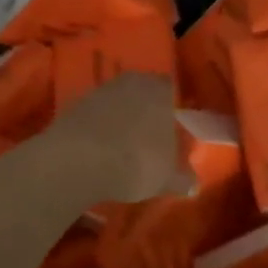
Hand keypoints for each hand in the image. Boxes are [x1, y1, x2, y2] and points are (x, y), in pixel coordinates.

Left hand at [41, 72, 187, 203]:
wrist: (78, 161)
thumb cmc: (135, 162)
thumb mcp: (166, 178)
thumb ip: (182, 179)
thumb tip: (193, 185)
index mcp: (159, 90)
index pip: (170, 88)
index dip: (171, 105)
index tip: (172, 125)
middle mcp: (131, 82)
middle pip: (142, 91)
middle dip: (145, 109)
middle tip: (148, 135)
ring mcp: (99, 91)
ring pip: (117, 100)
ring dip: (119, 117)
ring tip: (121, 145)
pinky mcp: (74, 105)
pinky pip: (94, 114)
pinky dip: (97, 127)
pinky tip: (98, 149)